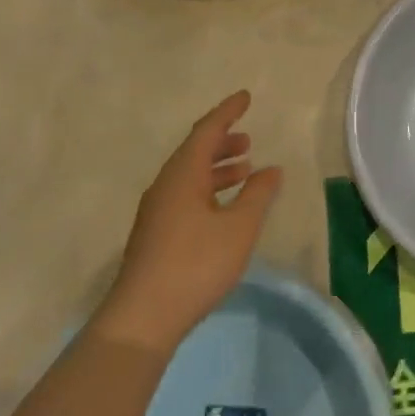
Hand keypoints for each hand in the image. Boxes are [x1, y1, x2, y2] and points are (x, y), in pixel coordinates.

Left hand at [93, 90, 282, 354]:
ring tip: (244, 169)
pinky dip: (208, 189)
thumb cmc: (196, 264)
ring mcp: (156, 212)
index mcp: (182, 175)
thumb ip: (258, 195)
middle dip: (222, 142)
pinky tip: (224, 207)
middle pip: (194, 152)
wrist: (142, 318)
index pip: (206, 131)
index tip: (246, 97)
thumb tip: (272, 169)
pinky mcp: (156, 234)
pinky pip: (185, 195)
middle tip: (248, 139)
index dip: (227, 112)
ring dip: (217, 167)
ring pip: (189, 176)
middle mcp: (165, 186)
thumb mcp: (239, 228)